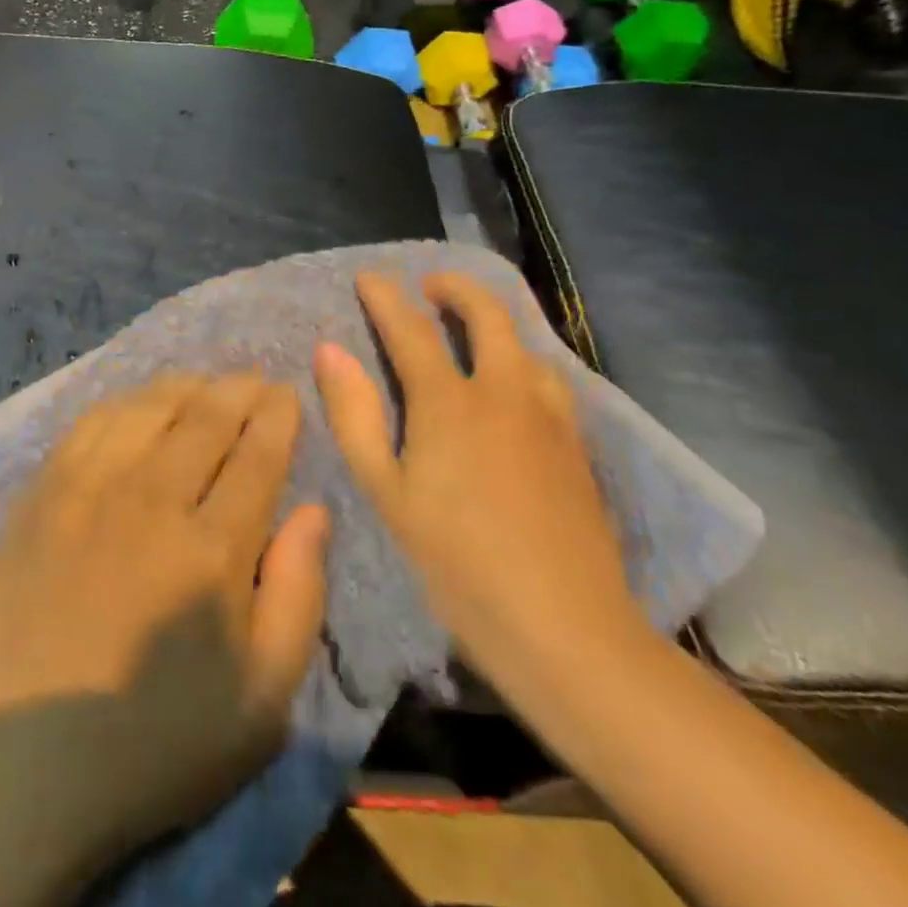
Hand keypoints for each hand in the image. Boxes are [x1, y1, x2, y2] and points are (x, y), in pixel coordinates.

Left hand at [0, 374, 329, 859]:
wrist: (19, 763)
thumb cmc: (154, 744)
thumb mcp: (260, 702)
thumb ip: (297, 596)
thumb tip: (314, 511)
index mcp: (213, 549)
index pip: (257, 453)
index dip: (277, 415)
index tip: (285, 394)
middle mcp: (153, 499)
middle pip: (206, 417)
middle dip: (238, 389)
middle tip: (253, 379)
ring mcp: (89, 489)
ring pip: (148, 408)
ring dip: (185, 386)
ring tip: (202, 383)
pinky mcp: (41, 493)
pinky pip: (91, 424)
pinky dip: (125, 403)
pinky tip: (136, 405)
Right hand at [313, 272, 643, 690]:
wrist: (567, 630)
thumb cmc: (457, 564)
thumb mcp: (386, 493)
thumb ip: (355, 415)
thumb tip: (329, 350)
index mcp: (449, 403)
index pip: (411, 329)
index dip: (385, 297)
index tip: (368, 275)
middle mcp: (504, 393)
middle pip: (487, 314)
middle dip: (456, 287)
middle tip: (430, 286)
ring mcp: (549, 417)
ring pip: (525, 345)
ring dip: (495, 324)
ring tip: (472, 332)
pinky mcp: (578, 445)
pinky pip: (548, 379)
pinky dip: (522, 361)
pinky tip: (514, 389)